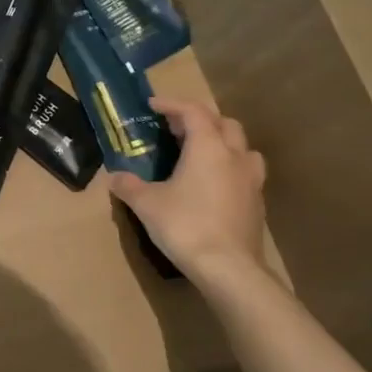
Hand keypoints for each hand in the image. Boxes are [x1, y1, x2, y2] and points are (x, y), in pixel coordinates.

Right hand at [112, 97, 270, 289]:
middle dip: (200, 120)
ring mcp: (251, 180)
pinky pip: (246, 173)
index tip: (152, 105)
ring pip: (243, 147)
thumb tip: (115, 177)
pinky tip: (213, 184)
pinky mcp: (257, 204)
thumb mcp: (146, 203)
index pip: (193, 111)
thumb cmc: (185, 225)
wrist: (228, 268)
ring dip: (222, 142)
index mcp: (207, 148)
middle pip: (224, 123)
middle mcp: (234, 157)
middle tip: (175, 129)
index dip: (172, 104)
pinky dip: (229, 168)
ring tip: (201, 153)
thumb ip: (128, 185)